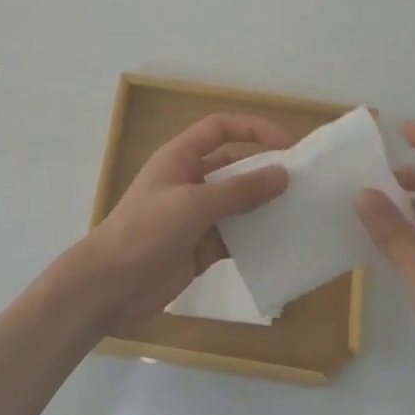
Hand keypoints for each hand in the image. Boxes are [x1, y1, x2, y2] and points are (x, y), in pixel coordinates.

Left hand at [73, 114, 291, 331]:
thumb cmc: (146, 231)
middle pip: (234, 166)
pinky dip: (255, 238)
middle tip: (304, 183)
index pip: (220, 129)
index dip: (253, 129)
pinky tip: (282, 243)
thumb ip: (239, 191)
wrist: (110, 286)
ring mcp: (195, 216)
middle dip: (265, 171)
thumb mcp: (193, 205)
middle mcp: (189, 181)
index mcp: (180, 158)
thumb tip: (282, 175)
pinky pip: (235, 236)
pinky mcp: (201, 247)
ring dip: (264, 206)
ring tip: (301, 212)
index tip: (287, 145)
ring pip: (238, 203)